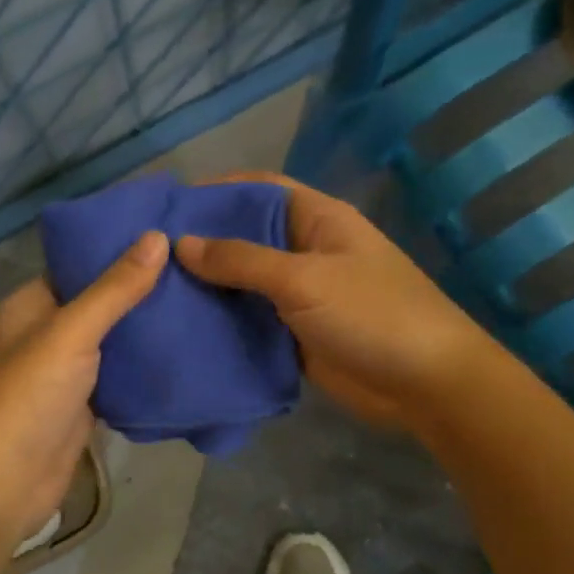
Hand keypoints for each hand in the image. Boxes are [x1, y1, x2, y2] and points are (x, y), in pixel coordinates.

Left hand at [0, 231, 168, 546]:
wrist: (2, 484)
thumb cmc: (26, 397)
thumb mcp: (70, 332)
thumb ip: (114, 289)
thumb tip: (156, 236)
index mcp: (31, 305)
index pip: (78, 263)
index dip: (118, 248)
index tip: (168, 231)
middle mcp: (46, 334)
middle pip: (99, 302)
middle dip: (141, 289)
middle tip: (197, 267)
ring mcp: (64, 373)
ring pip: (112, 342)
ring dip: (147, 329)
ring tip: (201, 301)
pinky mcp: (82, 408)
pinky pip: (118, 378)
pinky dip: (144, 368)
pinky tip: (186, 352)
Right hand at [174, 172, 490, 433]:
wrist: (425, 383)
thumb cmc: (371, 314)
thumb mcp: (304, 279)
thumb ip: (242, 260)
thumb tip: (182, 243)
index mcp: (316, 220)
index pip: (259, 190)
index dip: (217, 191)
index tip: (169, 205)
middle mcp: (306, 251)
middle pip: (246, 237)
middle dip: (203, 243)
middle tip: (148, 254)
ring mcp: (301, 295)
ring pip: (245, 282)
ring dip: (208, 287)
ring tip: (155, 290)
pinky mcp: (295, 334)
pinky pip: (252, 320)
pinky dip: (223, 322)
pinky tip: (184, 327)